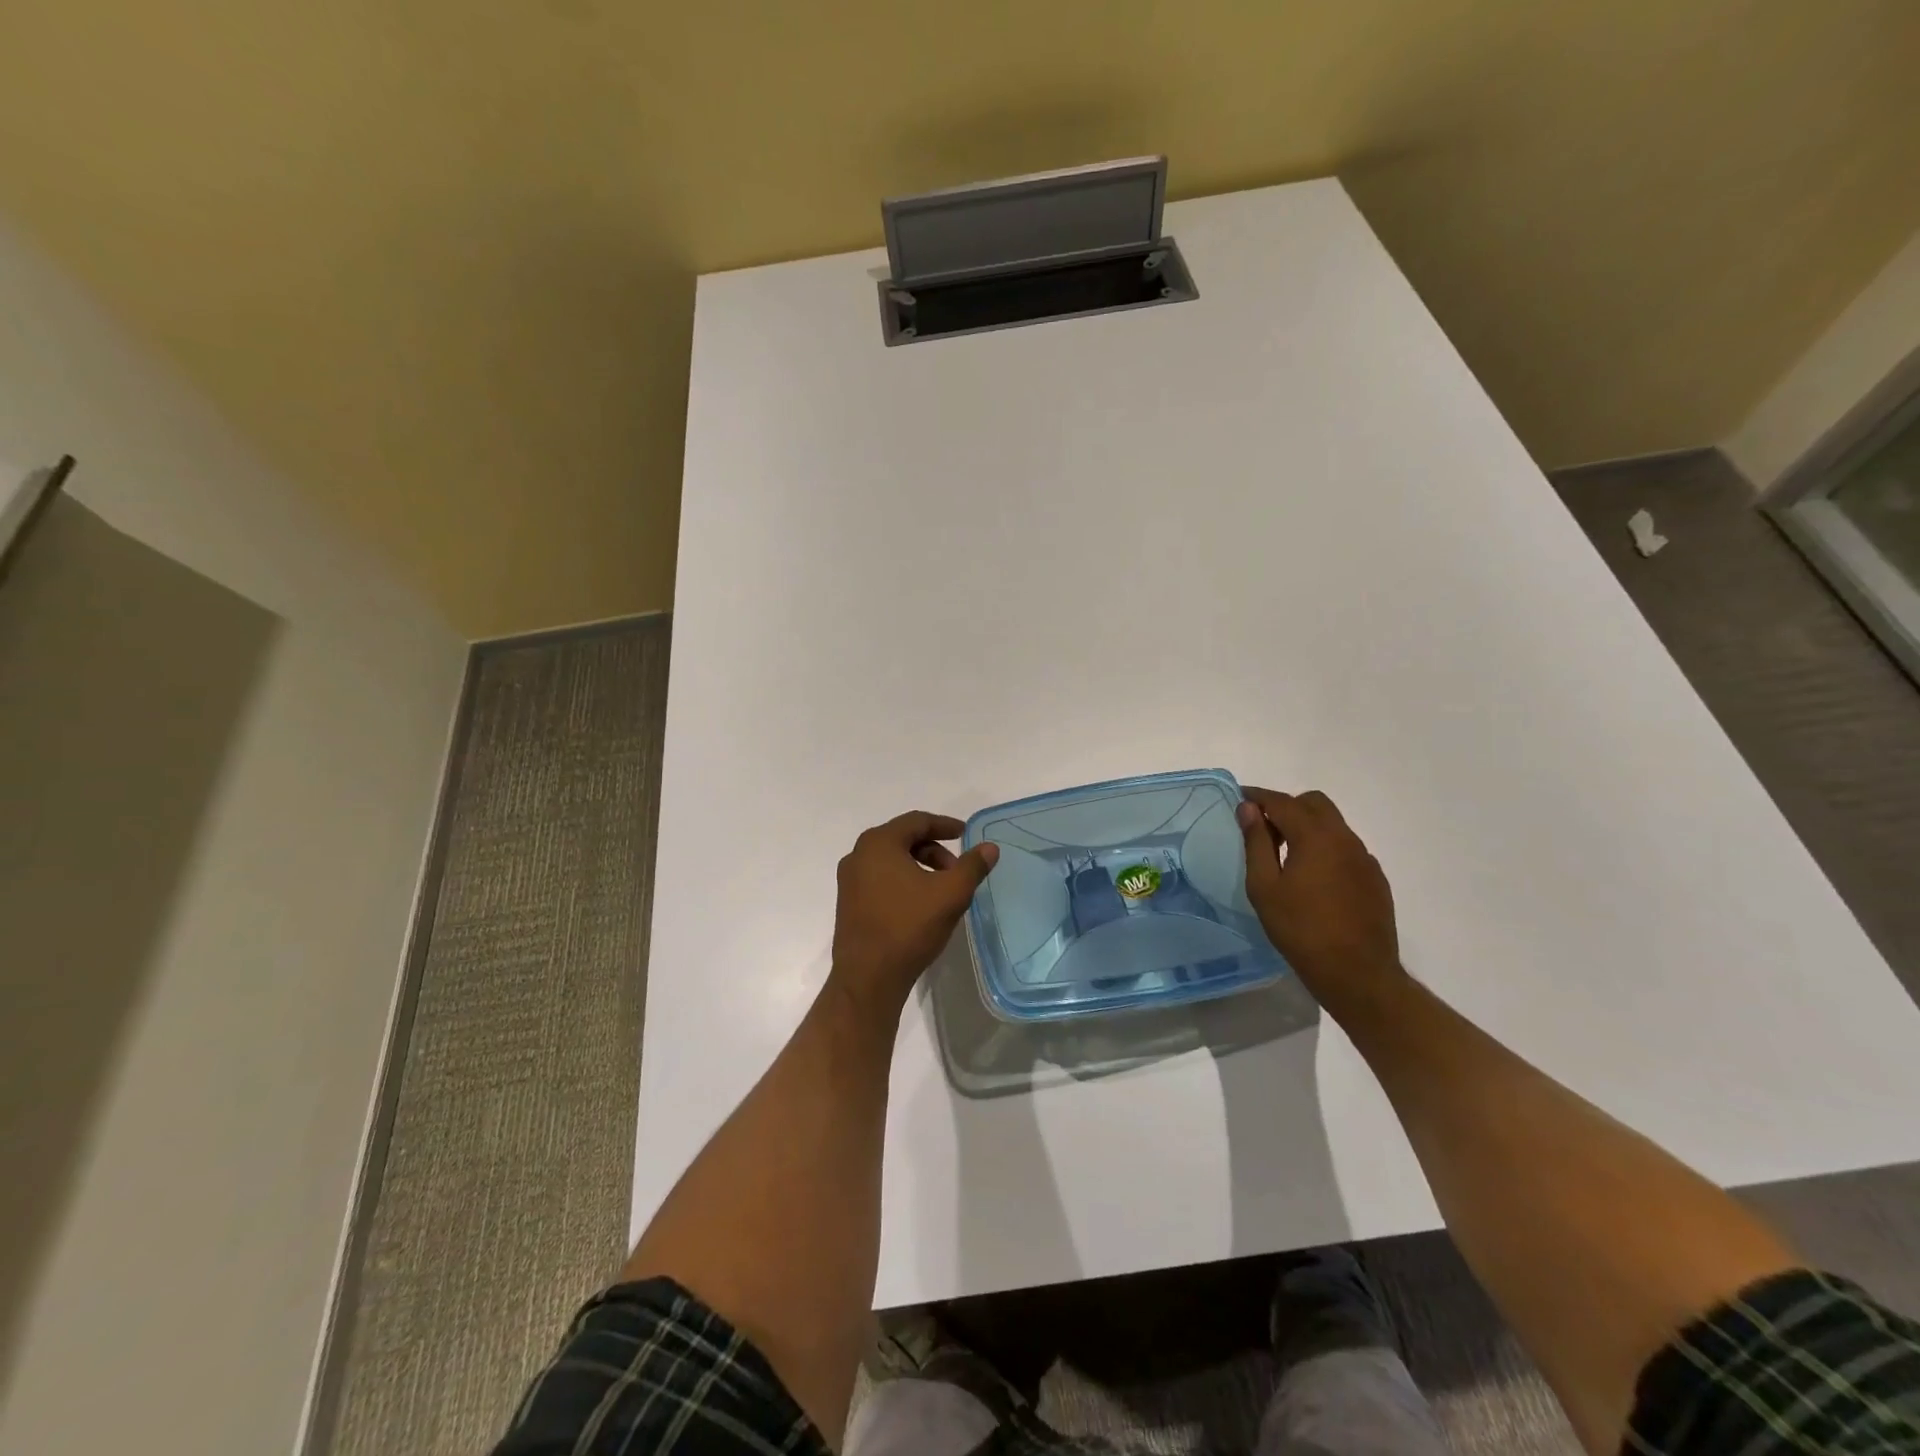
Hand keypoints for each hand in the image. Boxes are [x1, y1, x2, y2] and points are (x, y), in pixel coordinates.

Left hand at [829, 811, 998, 1017]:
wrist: (868, 977)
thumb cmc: (909, 927)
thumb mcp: (950, 894)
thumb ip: (972, 866)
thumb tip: (990, 848)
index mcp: (879, 843)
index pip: (917, 821)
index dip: (945, 825)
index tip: (965, 834)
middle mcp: (858, 855)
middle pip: (903, 839)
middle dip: (934, 850)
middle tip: (957, 870)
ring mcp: (849, 880)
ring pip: (891, 861)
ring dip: (920, 866)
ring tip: (941, 890)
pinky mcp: (848, 903)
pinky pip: (880, 879)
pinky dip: (903, 881)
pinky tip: (920, 905)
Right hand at [1237, 787, 1403, 1006]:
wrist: (1357, 974)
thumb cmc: (1301, 929)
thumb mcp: (1264, 887)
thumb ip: (1256, 842)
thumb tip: (1248, 809)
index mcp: (1316, 836)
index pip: (1282, 802)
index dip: (1258, 797)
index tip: (1239, 798)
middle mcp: (1345, 838)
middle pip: (1314, 804)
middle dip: (1286, 807)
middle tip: (1263, 829)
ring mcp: (1364, 858)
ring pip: (1332, 825)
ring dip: (1307, 827)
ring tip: (1285, 855)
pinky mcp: (1374, 878)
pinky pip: (1346, 848)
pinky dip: (1325, 848)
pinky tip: (1313, 878)